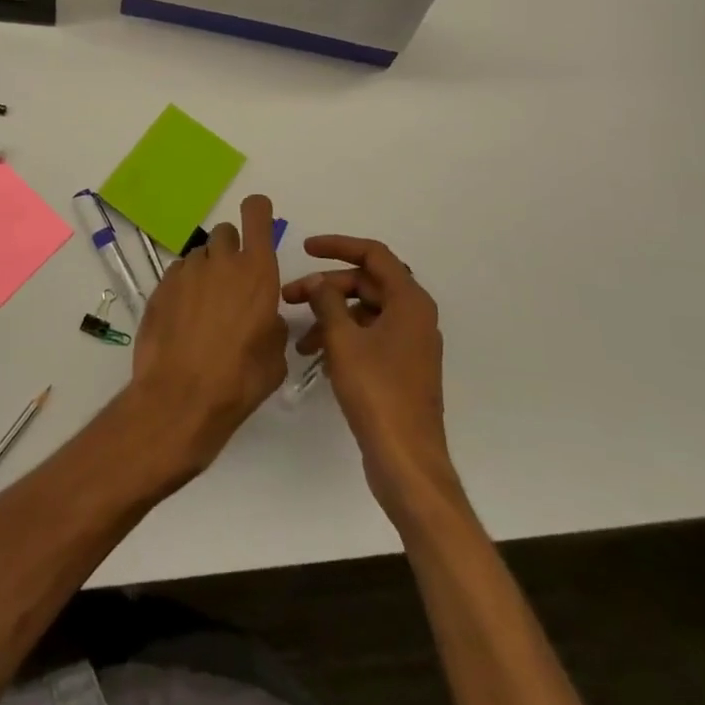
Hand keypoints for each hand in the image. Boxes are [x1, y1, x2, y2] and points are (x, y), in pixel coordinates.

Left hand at [128, 195, 288, 476]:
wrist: (181, 397)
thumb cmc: (239, 379)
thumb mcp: (275, 356)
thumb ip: (272, 324)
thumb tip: (264, 317)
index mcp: (257, 272)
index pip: (256, 214)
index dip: (257, 210)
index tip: (257, 217)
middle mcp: (221, 262)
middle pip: (225, 232)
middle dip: (230, 248)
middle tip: (231, 281)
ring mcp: (186, 272)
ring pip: (199, 255)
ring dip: (206, 270)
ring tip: (205, 307)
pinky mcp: (160, 287)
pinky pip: (177, 274)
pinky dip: (183, 287)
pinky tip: (184, 318)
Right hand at [283, 236, 460, 521]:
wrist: (406, 459)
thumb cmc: (377, 392)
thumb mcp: (343, 341)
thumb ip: (327, 302)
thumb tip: (319, 282)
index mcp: (409, 302)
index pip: (373, 255)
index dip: (338, 246)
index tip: (305, 248)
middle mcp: (414, 316)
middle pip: (366, 283)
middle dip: (326, 288)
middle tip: (290, 298)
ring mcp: (409, 343)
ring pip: (364, 312)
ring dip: (330, 317)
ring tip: (300, 339)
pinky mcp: (401, 367)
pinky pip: (368, 337)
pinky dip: (343, 338)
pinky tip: (317, 358)